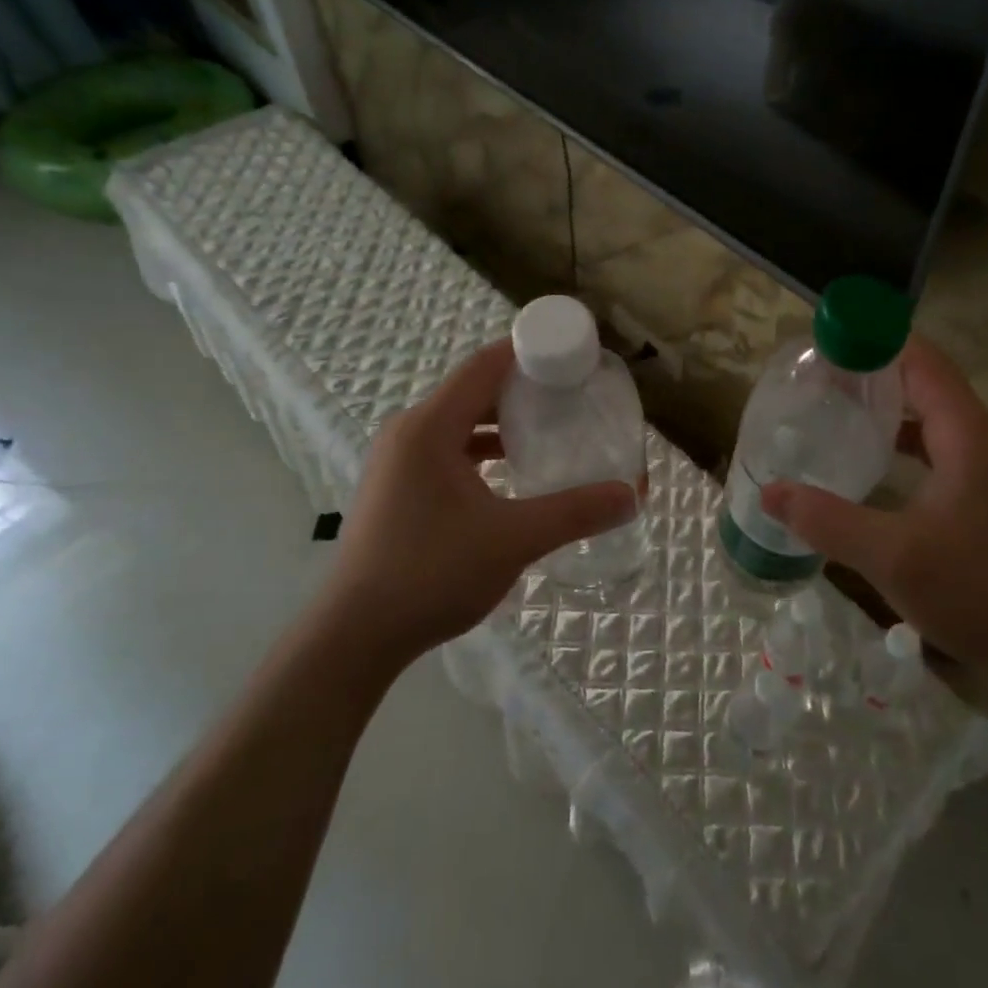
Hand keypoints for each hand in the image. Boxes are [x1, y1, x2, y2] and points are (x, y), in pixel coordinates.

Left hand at [317, 339, 636, 670]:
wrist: (355, 635)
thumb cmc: (432, 574)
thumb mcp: (512, 539)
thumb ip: (574, 512)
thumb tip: (632, 495)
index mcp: (429, 426)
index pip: (485, 365)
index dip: (530, 352)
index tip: (573, 356)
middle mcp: (408, 430)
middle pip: (473, 388)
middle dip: (523, 388)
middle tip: (572, 395)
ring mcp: (397, 459)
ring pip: (459, 420)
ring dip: (501, 420)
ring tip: (548, 429)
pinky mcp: (396, 485)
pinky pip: (446, 447)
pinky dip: (480, 448)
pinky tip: (510, 471)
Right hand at [760, 334, 987, 694]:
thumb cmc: (973, 592)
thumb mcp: (889, 555)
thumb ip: (825, 519)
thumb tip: (769, 492)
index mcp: (969, 435)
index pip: (921, 361)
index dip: (876, 341)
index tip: (827, 341)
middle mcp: (986, 437)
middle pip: (926, 380)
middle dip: (874, 370)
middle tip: (819, 375)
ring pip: (934, 413)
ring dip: (889, 404)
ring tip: (836, 406)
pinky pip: (941, 442)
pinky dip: (905, 436)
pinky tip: (871, 455)